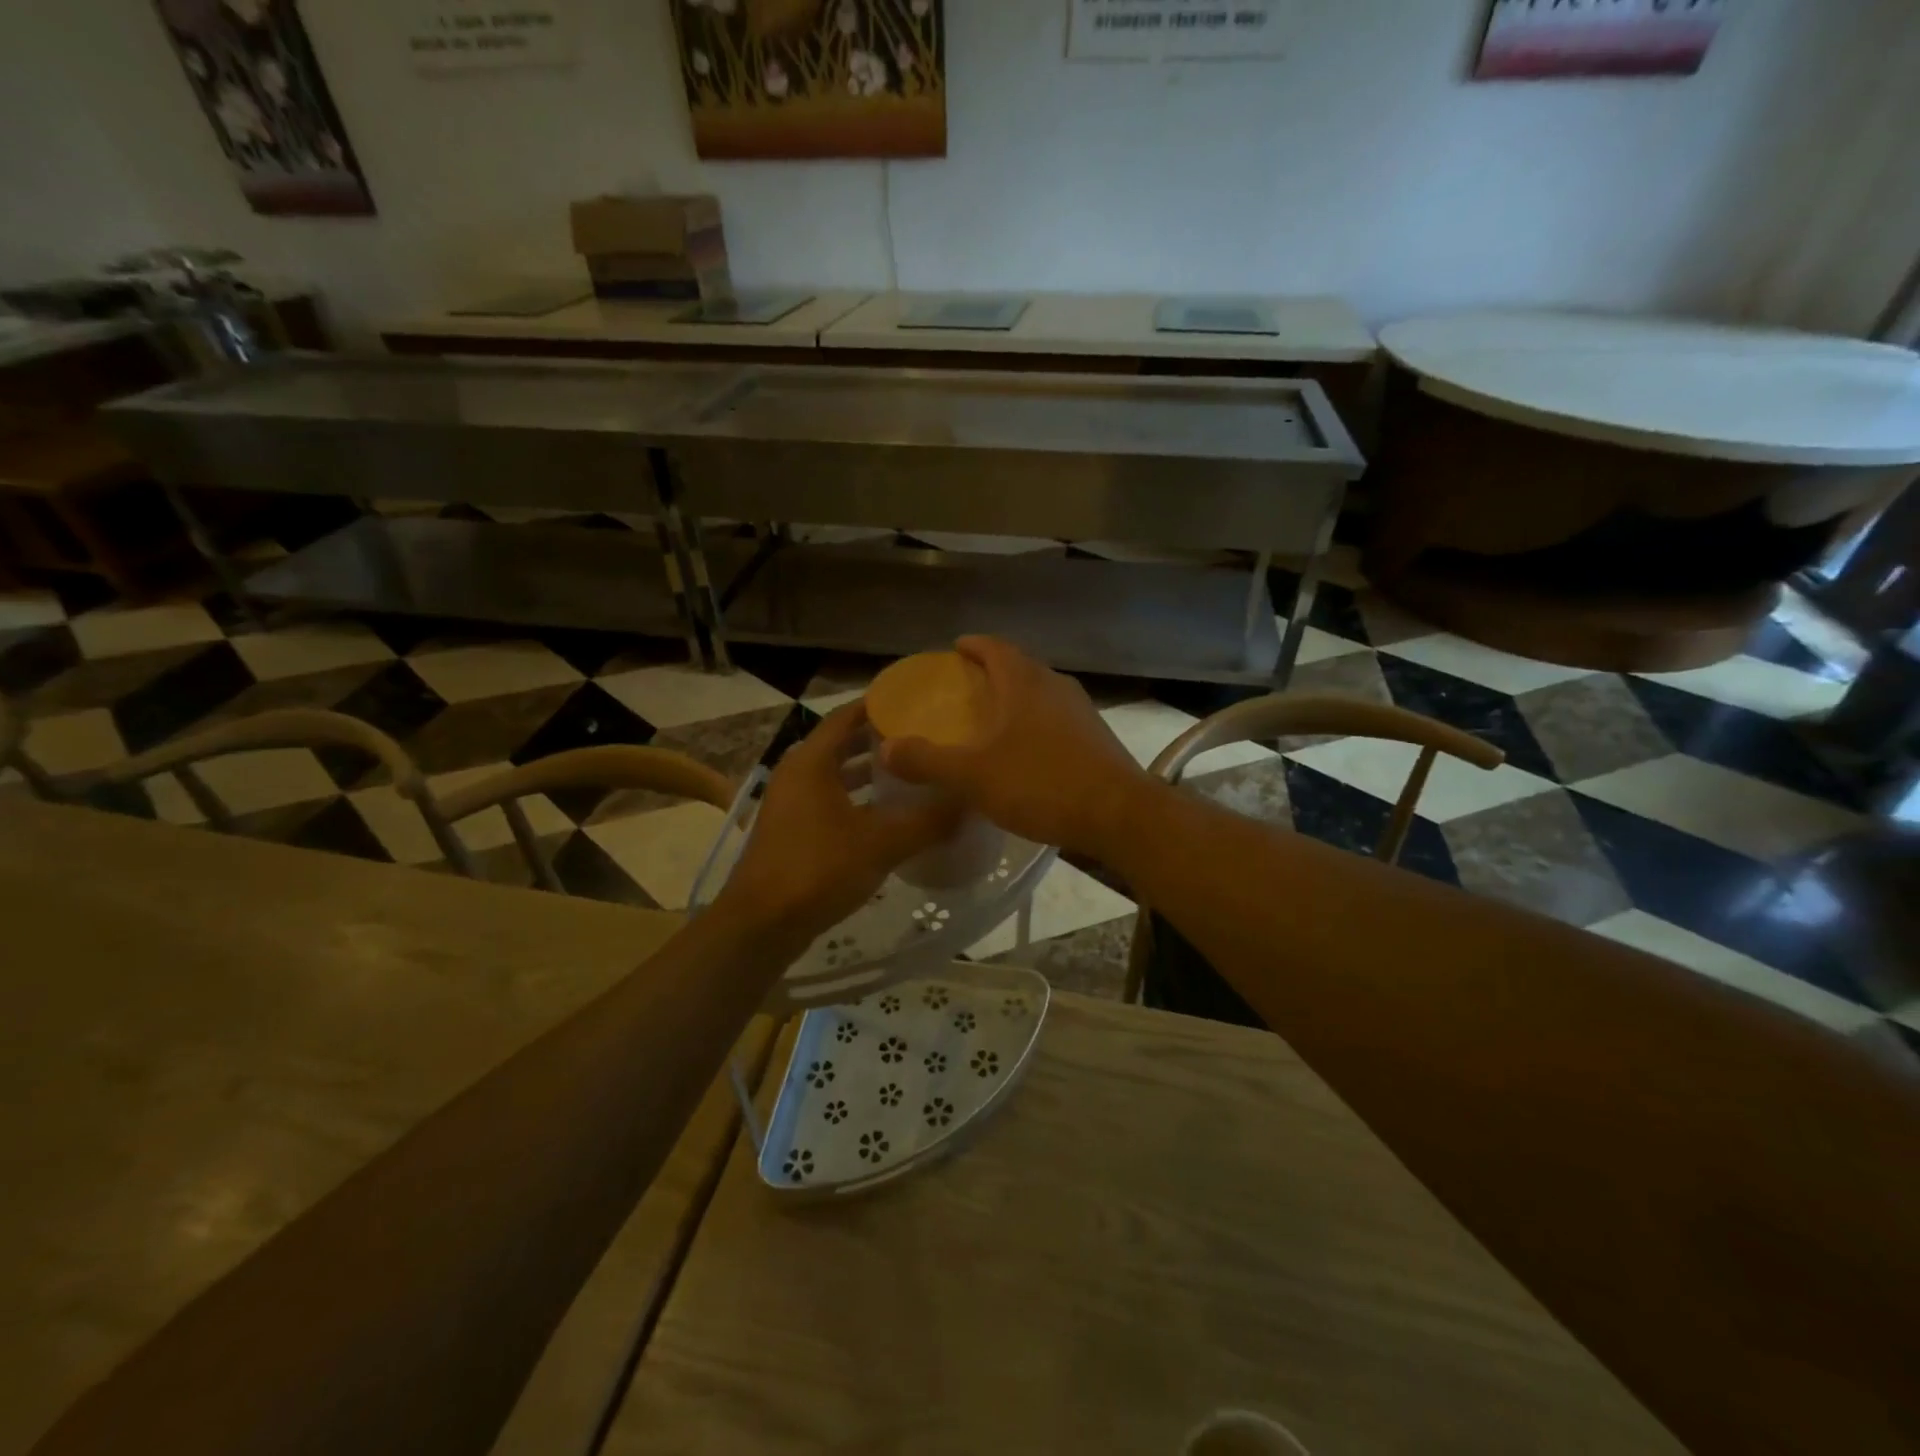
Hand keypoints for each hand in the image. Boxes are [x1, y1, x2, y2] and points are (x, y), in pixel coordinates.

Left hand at [716, 702, 958, 949]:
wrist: (762, 925)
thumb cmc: (818, 870)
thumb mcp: (881, 843)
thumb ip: (927, 821)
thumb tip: (969, 801)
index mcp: (811, 762)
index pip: (846, 716)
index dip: (879, 705)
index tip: (916, 701)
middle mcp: (797, 774)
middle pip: (842, 744)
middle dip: (879, 739)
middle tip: (922, 735)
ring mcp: (791, 804)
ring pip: (836, 775)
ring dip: (869, 772)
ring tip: (911, 771)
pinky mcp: (792, 831)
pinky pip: (830, 800)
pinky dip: (857, 799)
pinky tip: (888, 815)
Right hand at [878, 636, 1151, 857]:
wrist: (1119, 814)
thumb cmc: (1042, 784)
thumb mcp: (974, 776)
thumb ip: (928, 761)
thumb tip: (886, 748)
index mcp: (1024, 683)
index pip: (995, 647)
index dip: (973, 645)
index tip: (955, 649)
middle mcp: (1055, 686)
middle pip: (1019, 667)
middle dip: (992, 672)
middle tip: (965, 688)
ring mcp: (1081, 711)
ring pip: (1040, 693)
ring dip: (1016, 698)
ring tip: (992, 719)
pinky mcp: (1096, 737)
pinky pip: (1056, 718)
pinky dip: (1035, 723)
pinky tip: (1026, 751)